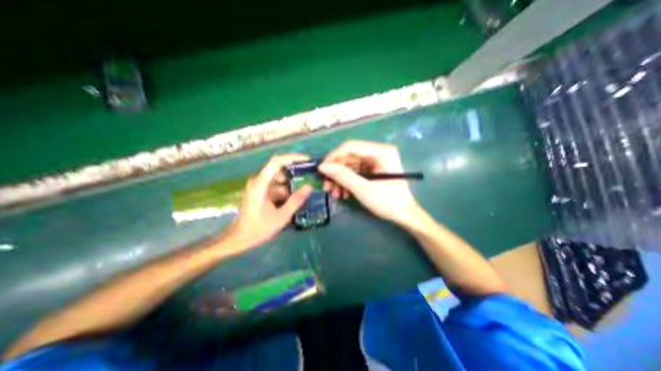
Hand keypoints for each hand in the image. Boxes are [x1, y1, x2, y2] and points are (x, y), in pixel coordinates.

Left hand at [226, 154, 313, 248]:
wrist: (239, 238)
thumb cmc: (258, 228)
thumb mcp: (281, 216)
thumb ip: (296, 200)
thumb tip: (310, 186)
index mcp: (261, 184)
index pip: (277, 162)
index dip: (293, 158)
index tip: (307, 160)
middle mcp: (259, 181)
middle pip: (280, 170)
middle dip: (295, 174)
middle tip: (310, 179)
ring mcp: (259, 186)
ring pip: (279, 179)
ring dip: (291, 185)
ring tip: (304, 192)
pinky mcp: (261, 191)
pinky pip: (276, 186)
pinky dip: (286, 191)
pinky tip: (294, 199)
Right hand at [318, 141, 417, 224]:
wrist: (404, 215)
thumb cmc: (388, 202)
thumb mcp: (363, 189)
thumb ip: (342, 176)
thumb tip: (322, 167)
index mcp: (381, 152)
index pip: (351, 147)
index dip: (334, 157)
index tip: (321, 170)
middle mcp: (378, 152)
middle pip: (349, 157)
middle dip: (336, 172)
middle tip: (325, 186)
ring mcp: (375, 161)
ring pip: (350, 165)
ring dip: (340, 179)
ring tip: (334, 193)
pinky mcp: (373, 170)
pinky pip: (355, 172)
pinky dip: (347, 182)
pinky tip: (343, 193)